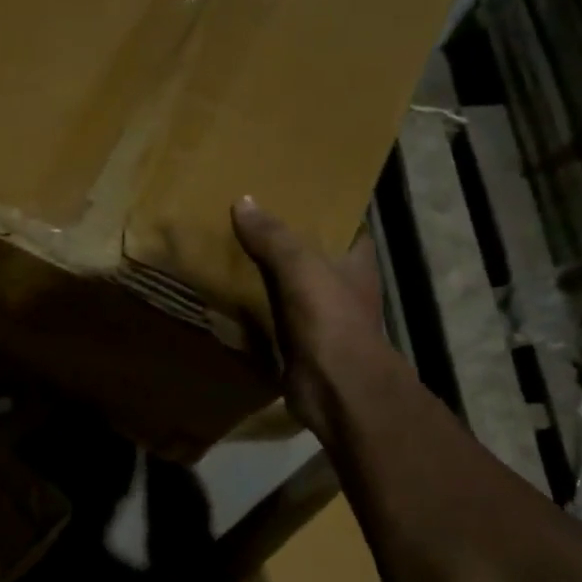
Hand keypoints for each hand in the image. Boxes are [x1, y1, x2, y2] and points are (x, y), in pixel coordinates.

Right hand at [233, 196, 391, 439]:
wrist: (336, 387)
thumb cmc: (330, 318)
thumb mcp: (301, 267)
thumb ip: (274, 237)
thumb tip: (243, 201)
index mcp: (356, 262)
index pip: (345, 226)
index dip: (323, 211)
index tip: (292, 195)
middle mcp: (342, 287)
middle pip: (311, 256)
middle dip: (283, 242)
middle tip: (247, 219)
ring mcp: (321, 317)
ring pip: (288, 288)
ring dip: (264, 276)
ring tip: (228, 251)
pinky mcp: (298, 342)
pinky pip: (271, 318)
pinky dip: (253, 309)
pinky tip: (225, 295)